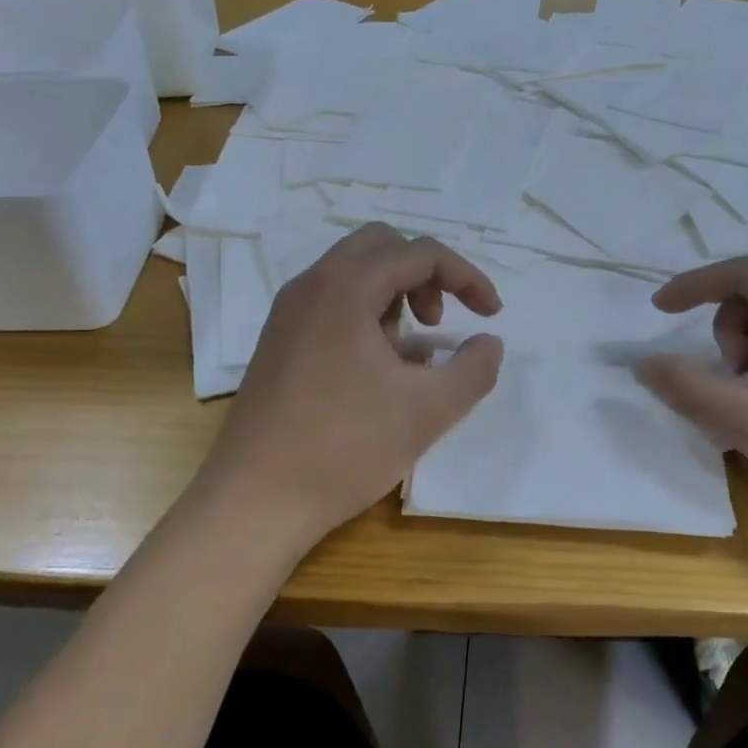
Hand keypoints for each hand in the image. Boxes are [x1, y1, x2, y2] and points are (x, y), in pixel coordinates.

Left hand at [196, 224, 504, 543]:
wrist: (256, 500)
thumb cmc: (346, 447)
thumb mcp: (430, 408)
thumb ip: (474, 368)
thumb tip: (489, 343)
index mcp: (346, 286)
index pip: (420, 253)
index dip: (467, 277)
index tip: (492, 315)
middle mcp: (311, 285)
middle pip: (382, 248)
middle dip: (425, 276)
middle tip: (441, 322)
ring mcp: (288, 313)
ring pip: (355, 276)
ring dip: (396, 297)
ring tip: (413, 354)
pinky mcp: (279, 342)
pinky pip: (333, 305)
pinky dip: (367, 317)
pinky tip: (380, 372)